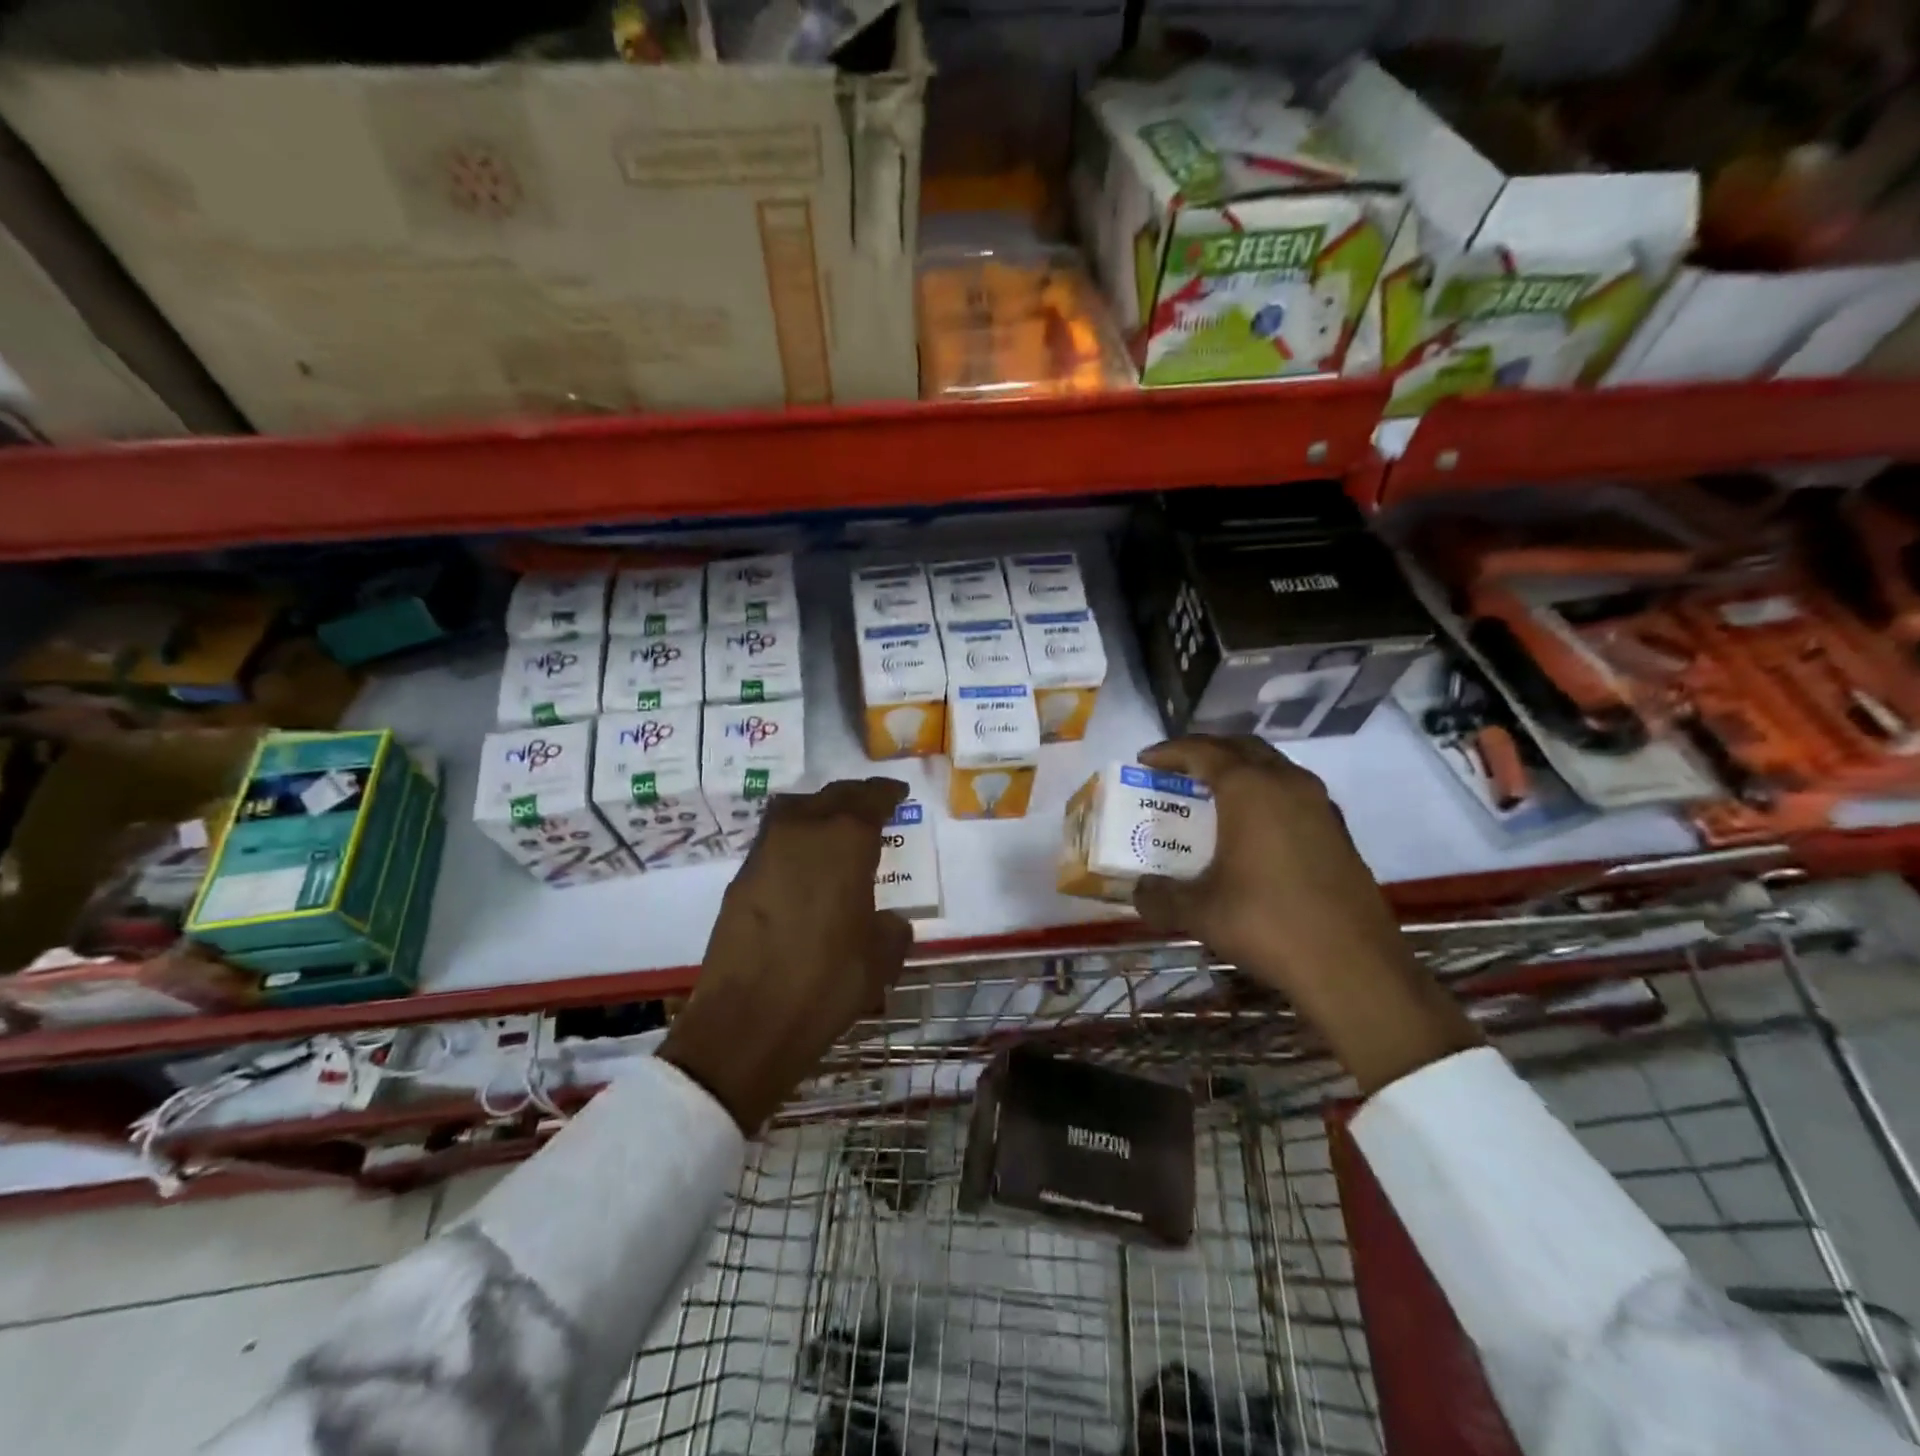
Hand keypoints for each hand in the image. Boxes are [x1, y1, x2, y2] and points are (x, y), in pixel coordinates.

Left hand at [661, 778, 913, 1131]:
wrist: (748, 1020)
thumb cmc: (828, 982)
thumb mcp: (881, 958)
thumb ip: (891, 928)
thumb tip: (887, 921)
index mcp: (846, 841)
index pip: (870, 799)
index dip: (887, 793)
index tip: (899, 794)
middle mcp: (804, 831)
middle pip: (832, 796)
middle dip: (855, 796)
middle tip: (872, 804)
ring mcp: (766, 851)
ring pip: (796, 809)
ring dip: (819, 810)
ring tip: (834, 827)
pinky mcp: (741, 877)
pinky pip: (775, 839)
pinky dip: (795, 839)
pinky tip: (804, 865)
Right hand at [1131, 736, 1478, 1093]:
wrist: (1353, 967)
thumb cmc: (1267, 924)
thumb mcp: (1199, 912)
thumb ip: (1160, 896)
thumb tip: (1139, 891)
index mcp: (1249, 789)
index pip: (1202, 751)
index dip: (1170, 752)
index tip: (1145, 760)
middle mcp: (1287, 784)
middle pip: (1242, 747)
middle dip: (1207, 751)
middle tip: (1179, 770)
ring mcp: (1320, 806)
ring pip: (1273, 767)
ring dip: (1240, 770)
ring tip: (1212, 794)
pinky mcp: (1338, 831)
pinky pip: (1292, 793)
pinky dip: (1265, 794)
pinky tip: (1253, 828)